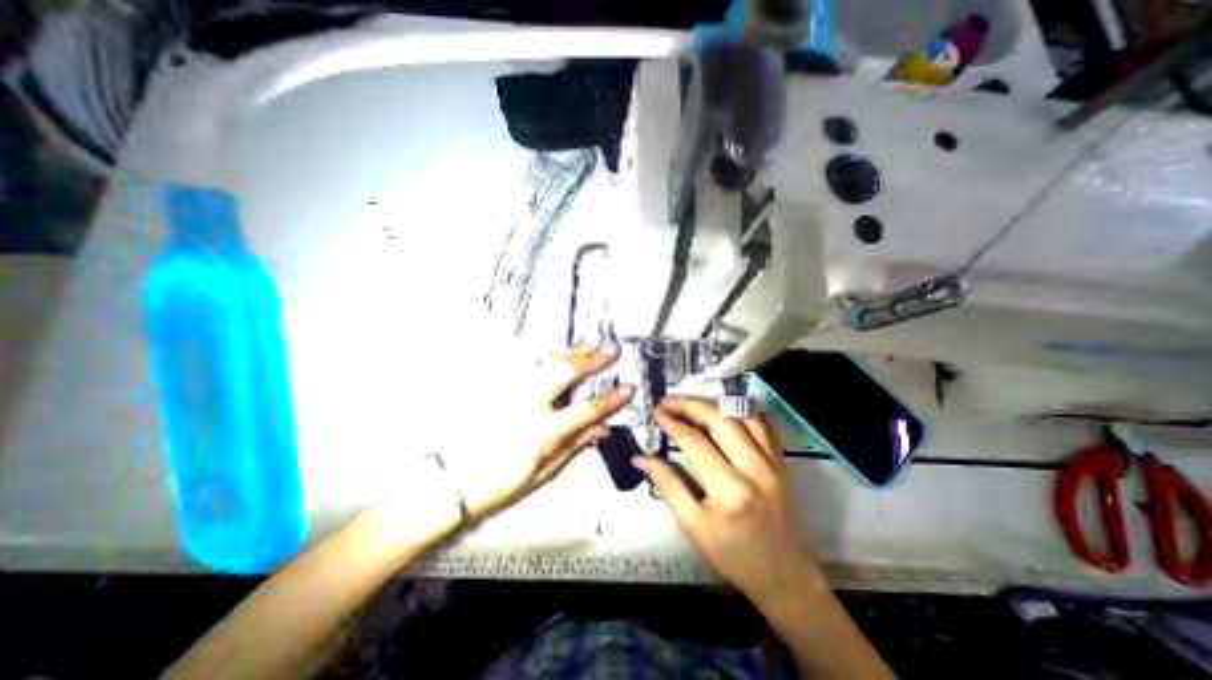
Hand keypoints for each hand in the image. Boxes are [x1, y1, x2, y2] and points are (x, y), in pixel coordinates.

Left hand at [456, 343, 634, 523]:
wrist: (450, 480)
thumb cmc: (498, 483)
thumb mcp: (542, 474)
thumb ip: (573, 446)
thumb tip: (601, 428)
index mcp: (542, 434)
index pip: (586, 409)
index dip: (611, 398)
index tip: (627, 387)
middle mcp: (526, 406)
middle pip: (565, 373)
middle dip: (592, 359)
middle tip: (611, 348)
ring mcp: (508, 391)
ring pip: (545, 362)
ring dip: (572, 351)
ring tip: (591, 343)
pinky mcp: (495, 385)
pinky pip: (524, 363)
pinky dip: (546, 355)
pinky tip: (558, 350)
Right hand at [636, 397, 812, 606]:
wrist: (782, 573)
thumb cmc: (732, 554)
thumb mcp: (692, 525)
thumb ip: (667, 485)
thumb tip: (641, 458)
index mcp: (728, 489)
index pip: (693, 440)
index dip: (670, 422)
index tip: (655, 411)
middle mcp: (753, 467)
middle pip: (718, 418)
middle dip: (688, 403)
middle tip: (668, 401)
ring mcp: (772, 460)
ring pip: (741, 413)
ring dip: (712, 403)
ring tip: (690, 404)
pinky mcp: (780, 459)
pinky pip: (761, 422)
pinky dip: (739, 410)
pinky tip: (721, 412)